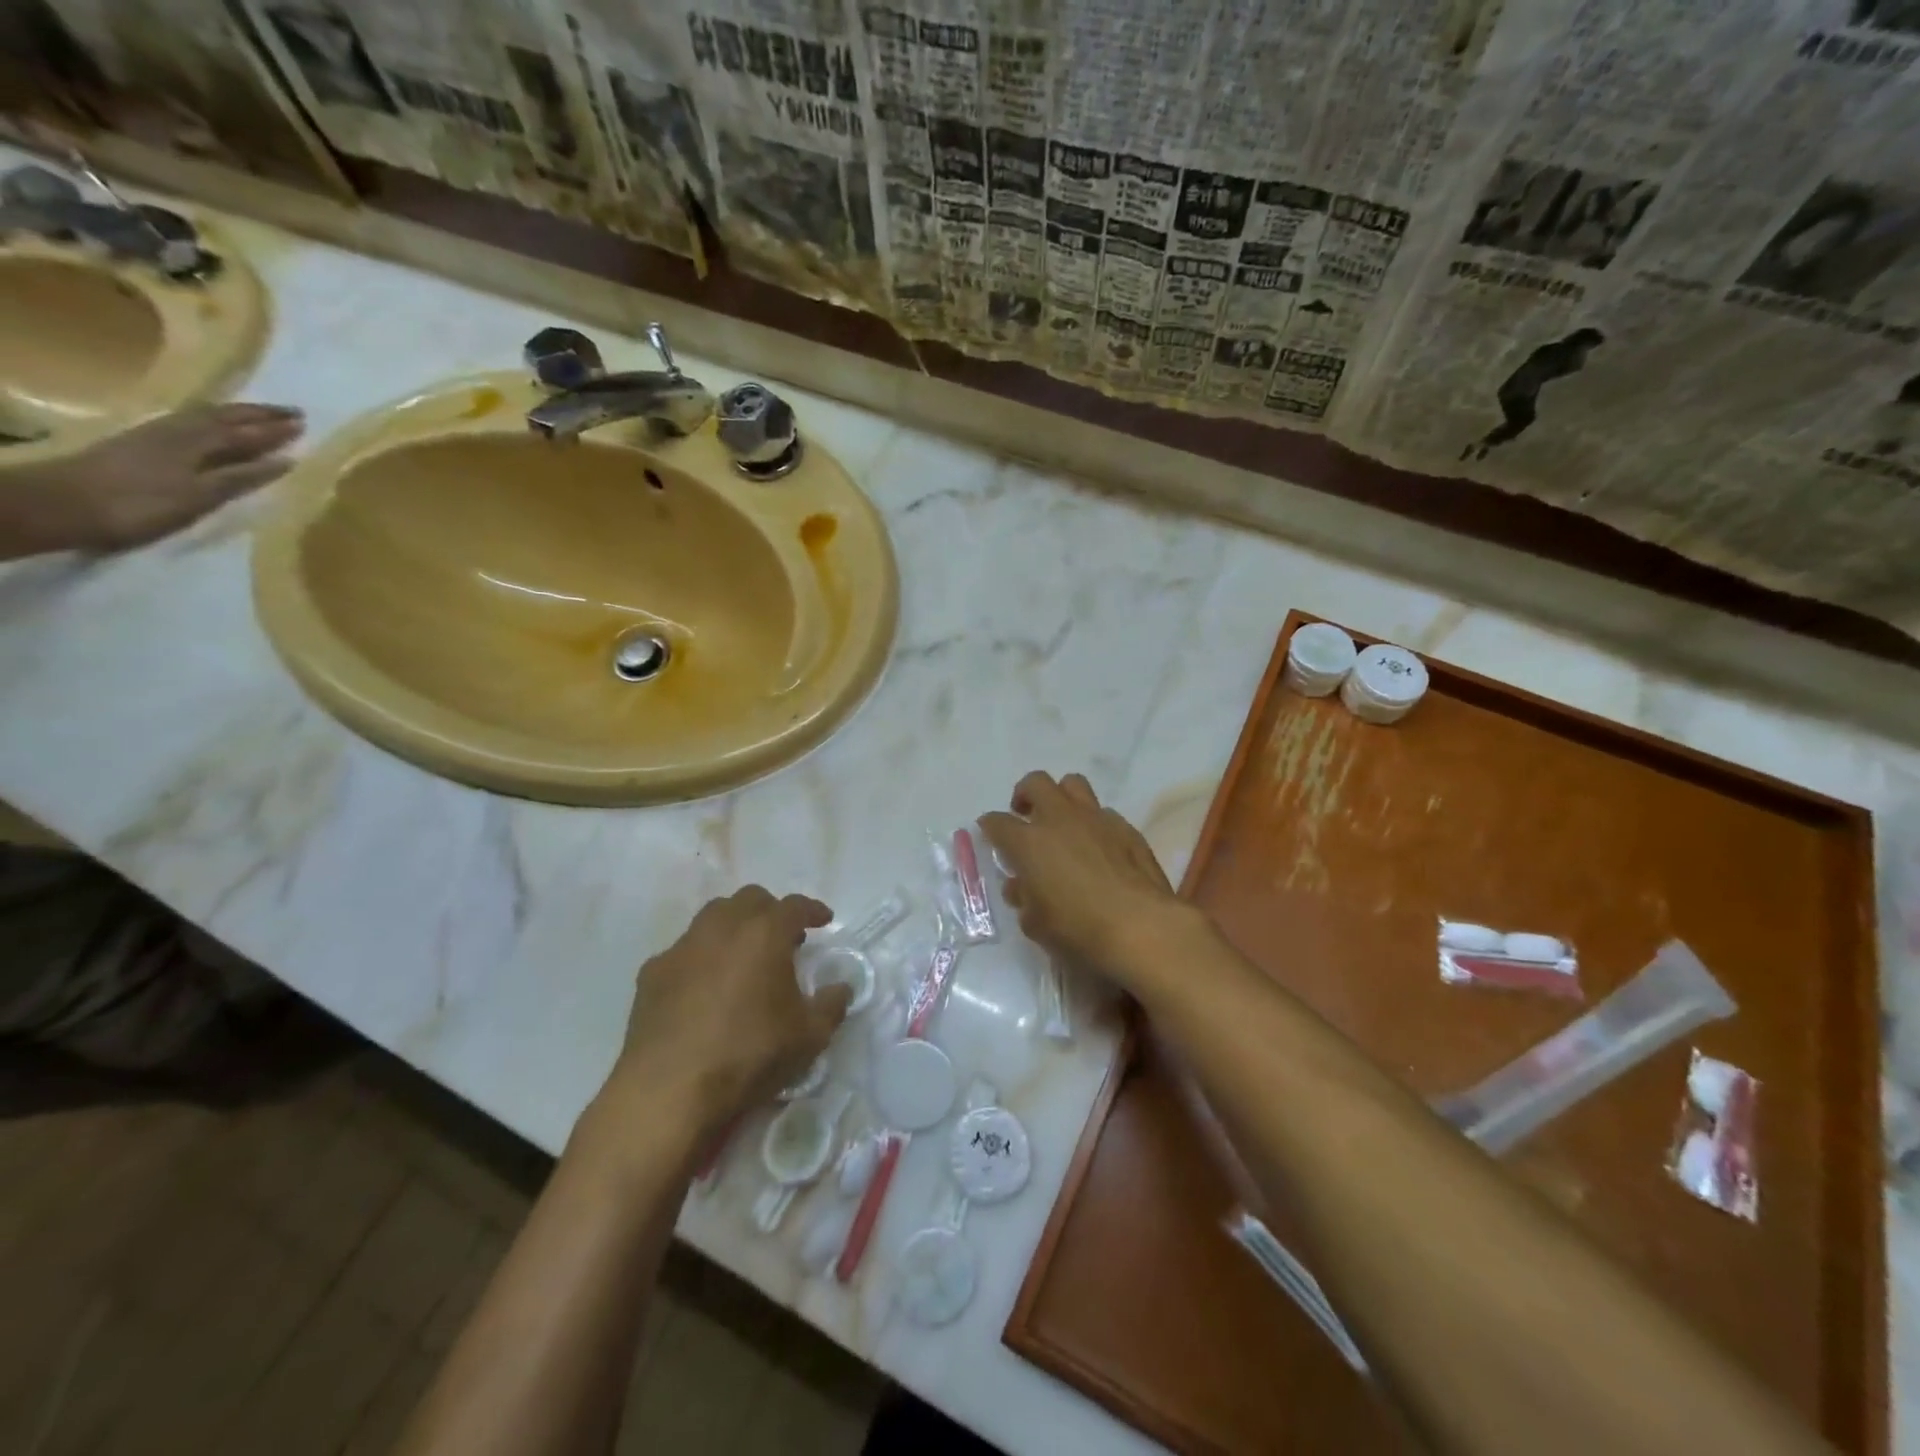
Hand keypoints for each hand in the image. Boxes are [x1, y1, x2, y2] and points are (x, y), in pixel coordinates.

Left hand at [1, 403, 303, 555]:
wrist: (63, 504)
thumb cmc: (140, 506)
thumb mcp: (199, 496)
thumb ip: (241, 477)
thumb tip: (285, 461)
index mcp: (196, 443)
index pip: (245, 432)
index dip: (274, 429)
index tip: (304, 423)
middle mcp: (178, 431)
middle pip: (224, 417)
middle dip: (259, 415)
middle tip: (291, 413)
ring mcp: (156, 435)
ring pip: (204, 417)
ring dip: (236, 415)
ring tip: (259, 415)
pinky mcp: (141, 443)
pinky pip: (187, 424)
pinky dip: (211, 422)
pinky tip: (214, 426)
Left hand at [603, 887, 850, 1132]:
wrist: (668, 1091)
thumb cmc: (749, 1055)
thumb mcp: (809, 1037)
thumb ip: (831, 1005)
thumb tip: (841, 987)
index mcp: (764, 934)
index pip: (794, 906)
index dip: (812, 910)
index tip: (823, 920)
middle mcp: (722, 928)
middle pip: (750, 900)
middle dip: (771, 912)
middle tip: (784, 939)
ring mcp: (682, 948)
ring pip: (713, 917)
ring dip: (734, 927)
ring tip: (744, 957)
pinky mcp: (652, 973)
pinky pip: (684, 951)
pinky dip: (701, 957)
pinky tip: (704, 987)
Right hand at [980, 772, 1191, 988]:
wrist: (1141, 927)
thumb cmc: (1078, 930)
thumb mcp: (1036, 924)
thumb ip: (1024, 899)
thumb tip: (1020, 886)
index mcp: (1029, 843)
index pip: (998, 822)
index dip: (990, 826)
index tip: (990, 833)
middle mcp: (1060, 819)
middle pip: (1036, 783)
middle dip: (1025, 794)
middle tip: (1025, 815)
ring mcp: (1096, 819)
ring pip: (1073, 784)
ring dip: (1062, 797)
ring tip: (1062, 821)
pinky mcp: (1127, 828)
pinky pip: (1104, 813)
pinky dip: (1094, 823)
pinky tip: (1098, 847)